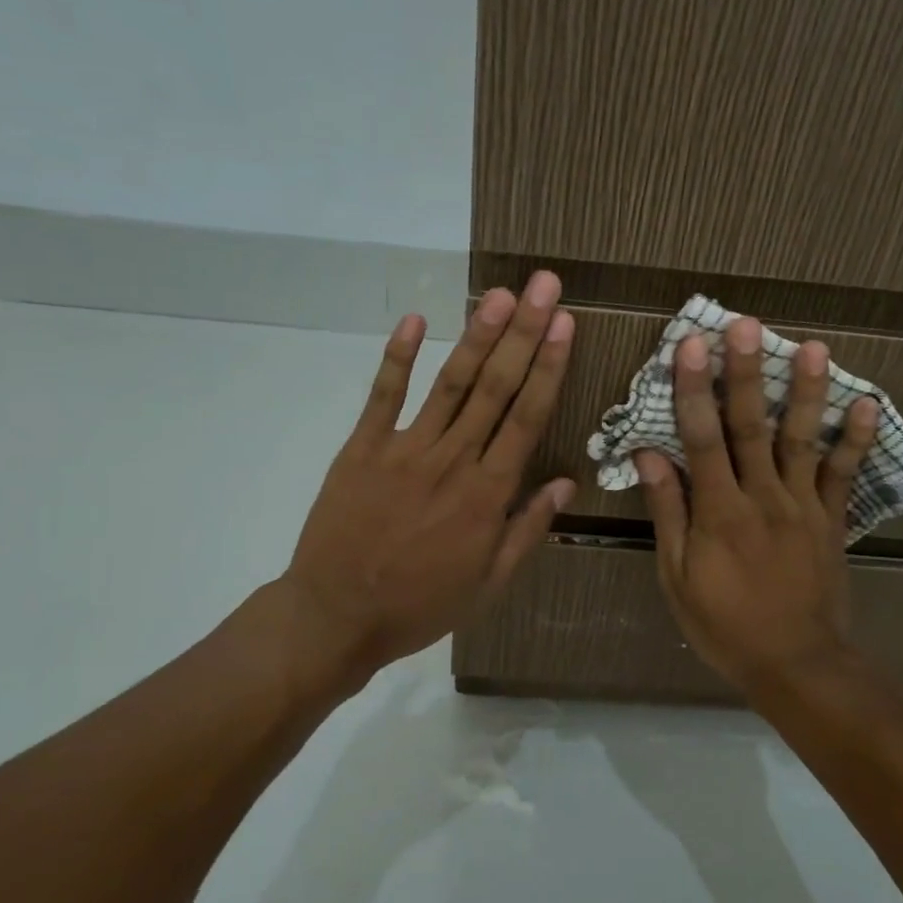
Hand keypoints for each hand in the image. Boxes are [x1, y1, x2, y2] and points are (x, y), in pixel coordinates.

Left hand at [278, 272, 575, 686]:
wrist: (336, 617)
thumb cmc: (420, 604)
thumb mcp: (489, 583)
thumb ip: (527, 529)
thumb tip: (566, 483)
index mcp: (487, 494)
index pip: (527, 417)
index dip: (548, 366)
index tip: (564, 324)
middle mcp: (453, 460)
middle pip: (495, 387)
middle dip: (523, 332)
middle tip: (542, 285)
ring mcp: (405, 449)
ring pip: (449, 384)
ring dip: (476, 336)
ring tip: (498, 294)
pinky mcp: (362, 448)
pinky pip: (383, 396)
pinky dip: (397, 358)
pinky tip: (414, 321)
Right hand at [635, 318, 878, 695]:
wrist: (796, 665)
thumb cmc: (724, 625)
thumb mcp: (677, 577)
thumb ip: (668, 512)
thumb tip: (649, 455)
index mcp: (719, 511)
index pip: (701, 438)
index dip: (693, 389)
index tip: (690, 344)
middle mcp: (762, 496)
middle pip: (751, 426)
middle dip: (746, 373)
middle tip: (747, 325)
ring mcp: (803, 505)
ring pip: (802, 439)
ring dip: (806, 392)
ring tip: (814, 348)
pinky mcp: (832, 519)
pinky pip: (845, 474)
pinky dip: (857, 439)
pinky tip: (867, 403)